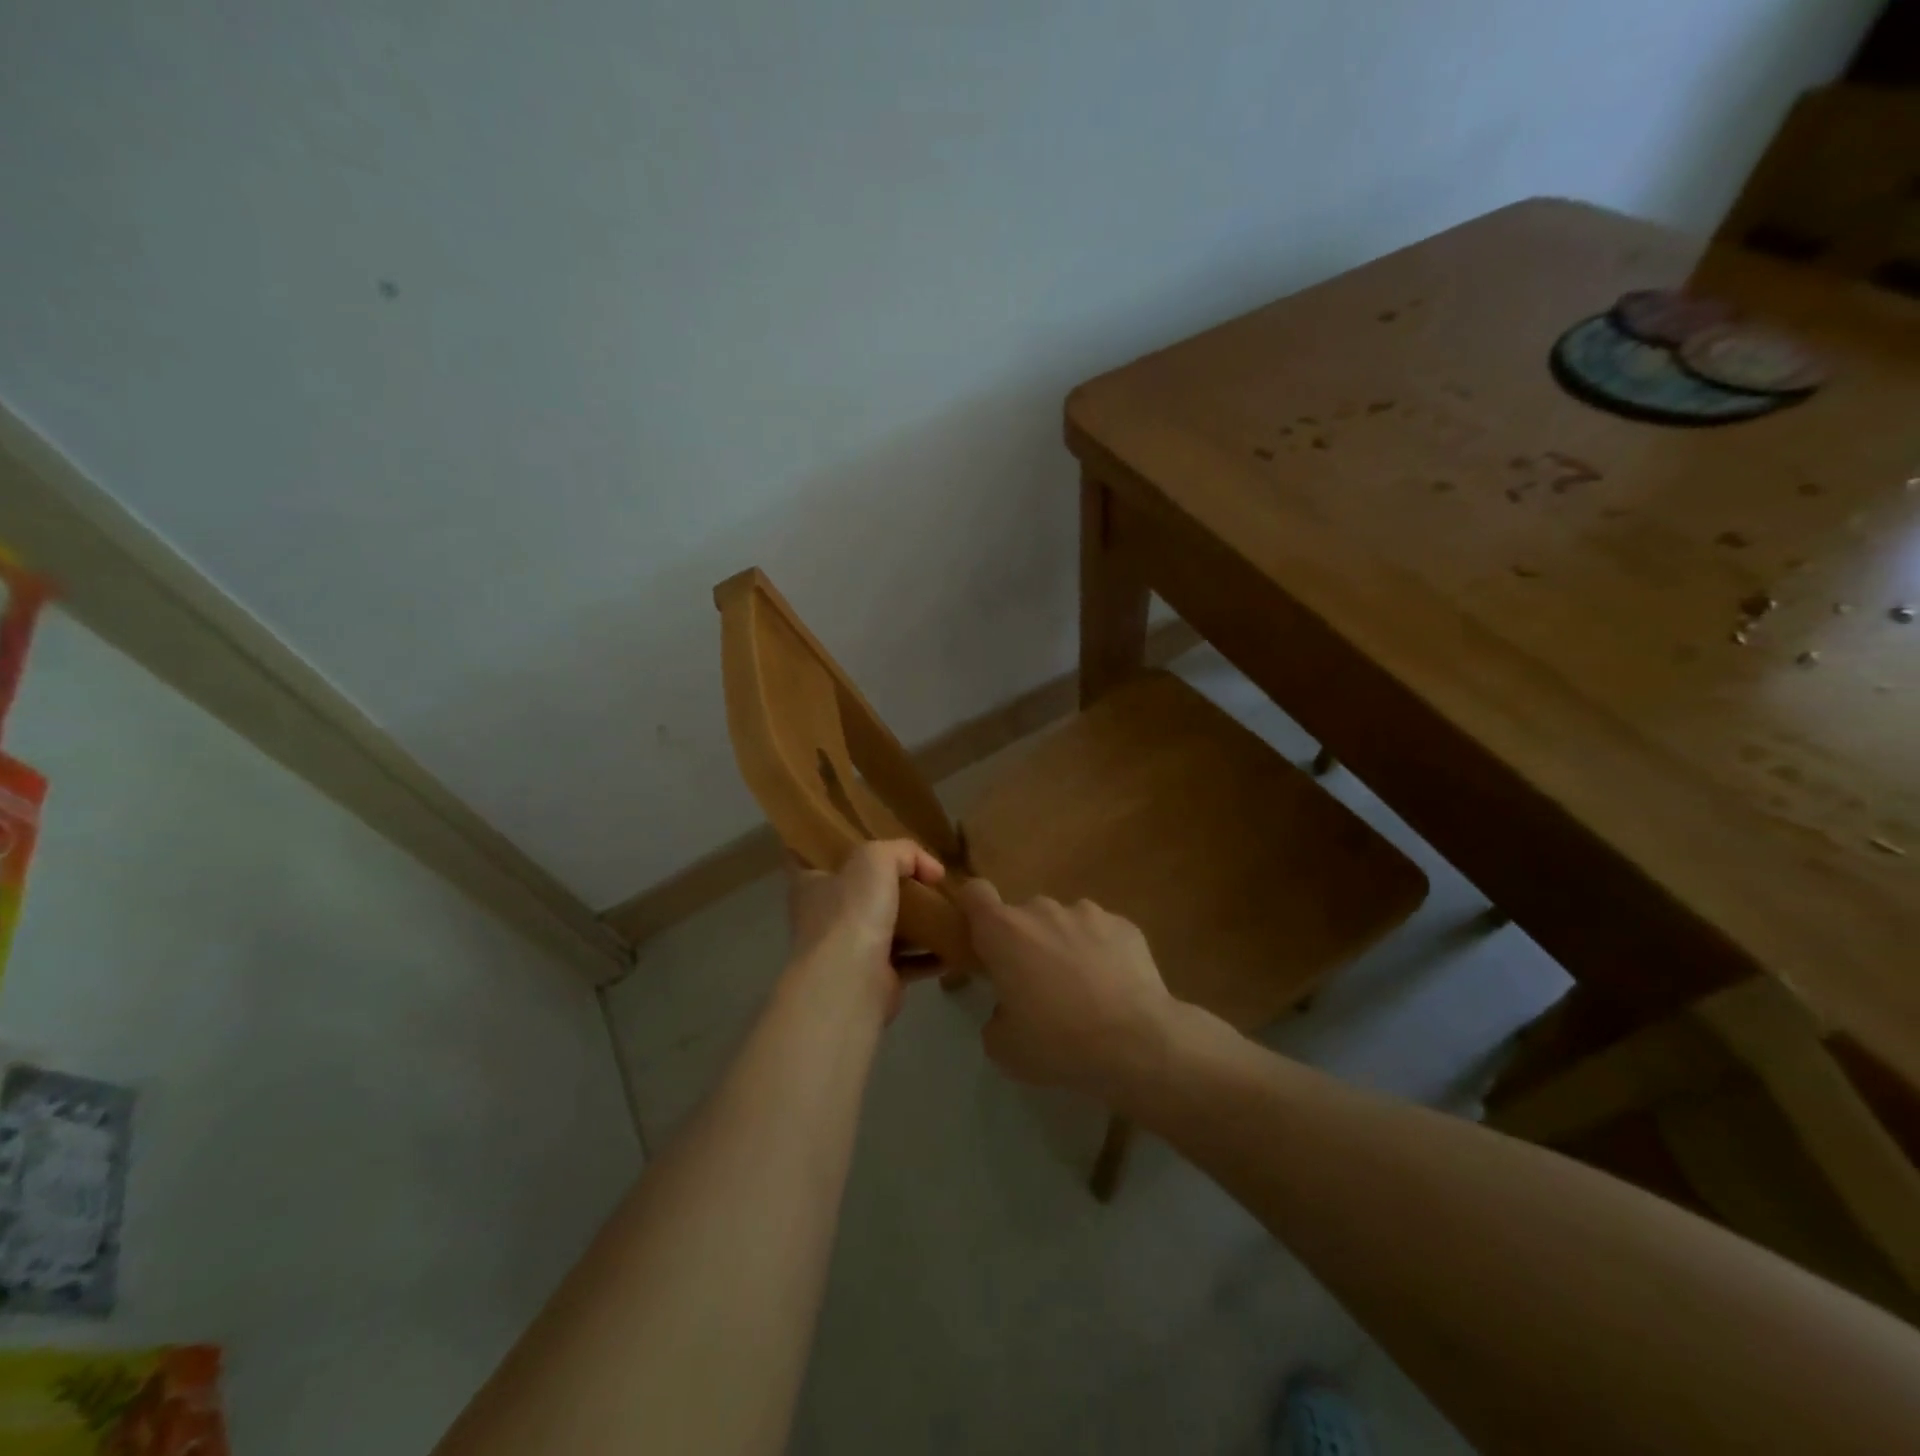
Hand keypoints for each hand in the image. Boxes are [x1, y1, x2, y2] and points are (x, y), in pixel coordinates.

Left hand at [786, 840, 945, 1022]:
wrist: (852, 982)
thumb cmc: (852, 912)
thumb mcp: (876, 859)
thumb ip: (903, 852)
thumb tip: (931, 870)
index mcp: (811, 886)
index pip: (822, 861)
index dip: (845, 851)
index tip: (876, 847)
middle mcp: (825, 918)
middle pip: (861, 895)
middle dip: (892, 888)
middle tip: (927, 879)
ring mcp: (849, 952)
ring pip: (887, 929)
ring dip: (916, 923)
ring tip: (948, 909)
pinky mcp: (875, 980)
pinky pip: (908, 962)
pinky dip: (930, 955)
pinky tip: (953, 945)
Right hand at [955, 881, 1179, 1101]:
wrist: (1136, 1043)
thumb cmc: (1058, 1042)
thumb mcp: (1004, 1047)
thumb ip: (994, 1017)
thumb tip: (1006, 1010)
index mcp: (1004, 931)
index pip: (975, 892)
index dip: (973, 908)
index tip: (979, 936)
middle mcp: (1042, 909)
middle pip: (1023, 915)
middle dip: (1024, 942)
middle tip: (1036, 985)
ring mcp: (1087, 912)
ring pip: (1064, 922)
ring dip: (1063, 945)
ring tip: (1082, 989)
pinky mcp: (1124, 924)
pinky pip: (1101, 933)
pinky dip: (1101, 952)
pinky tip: (1113, 988)